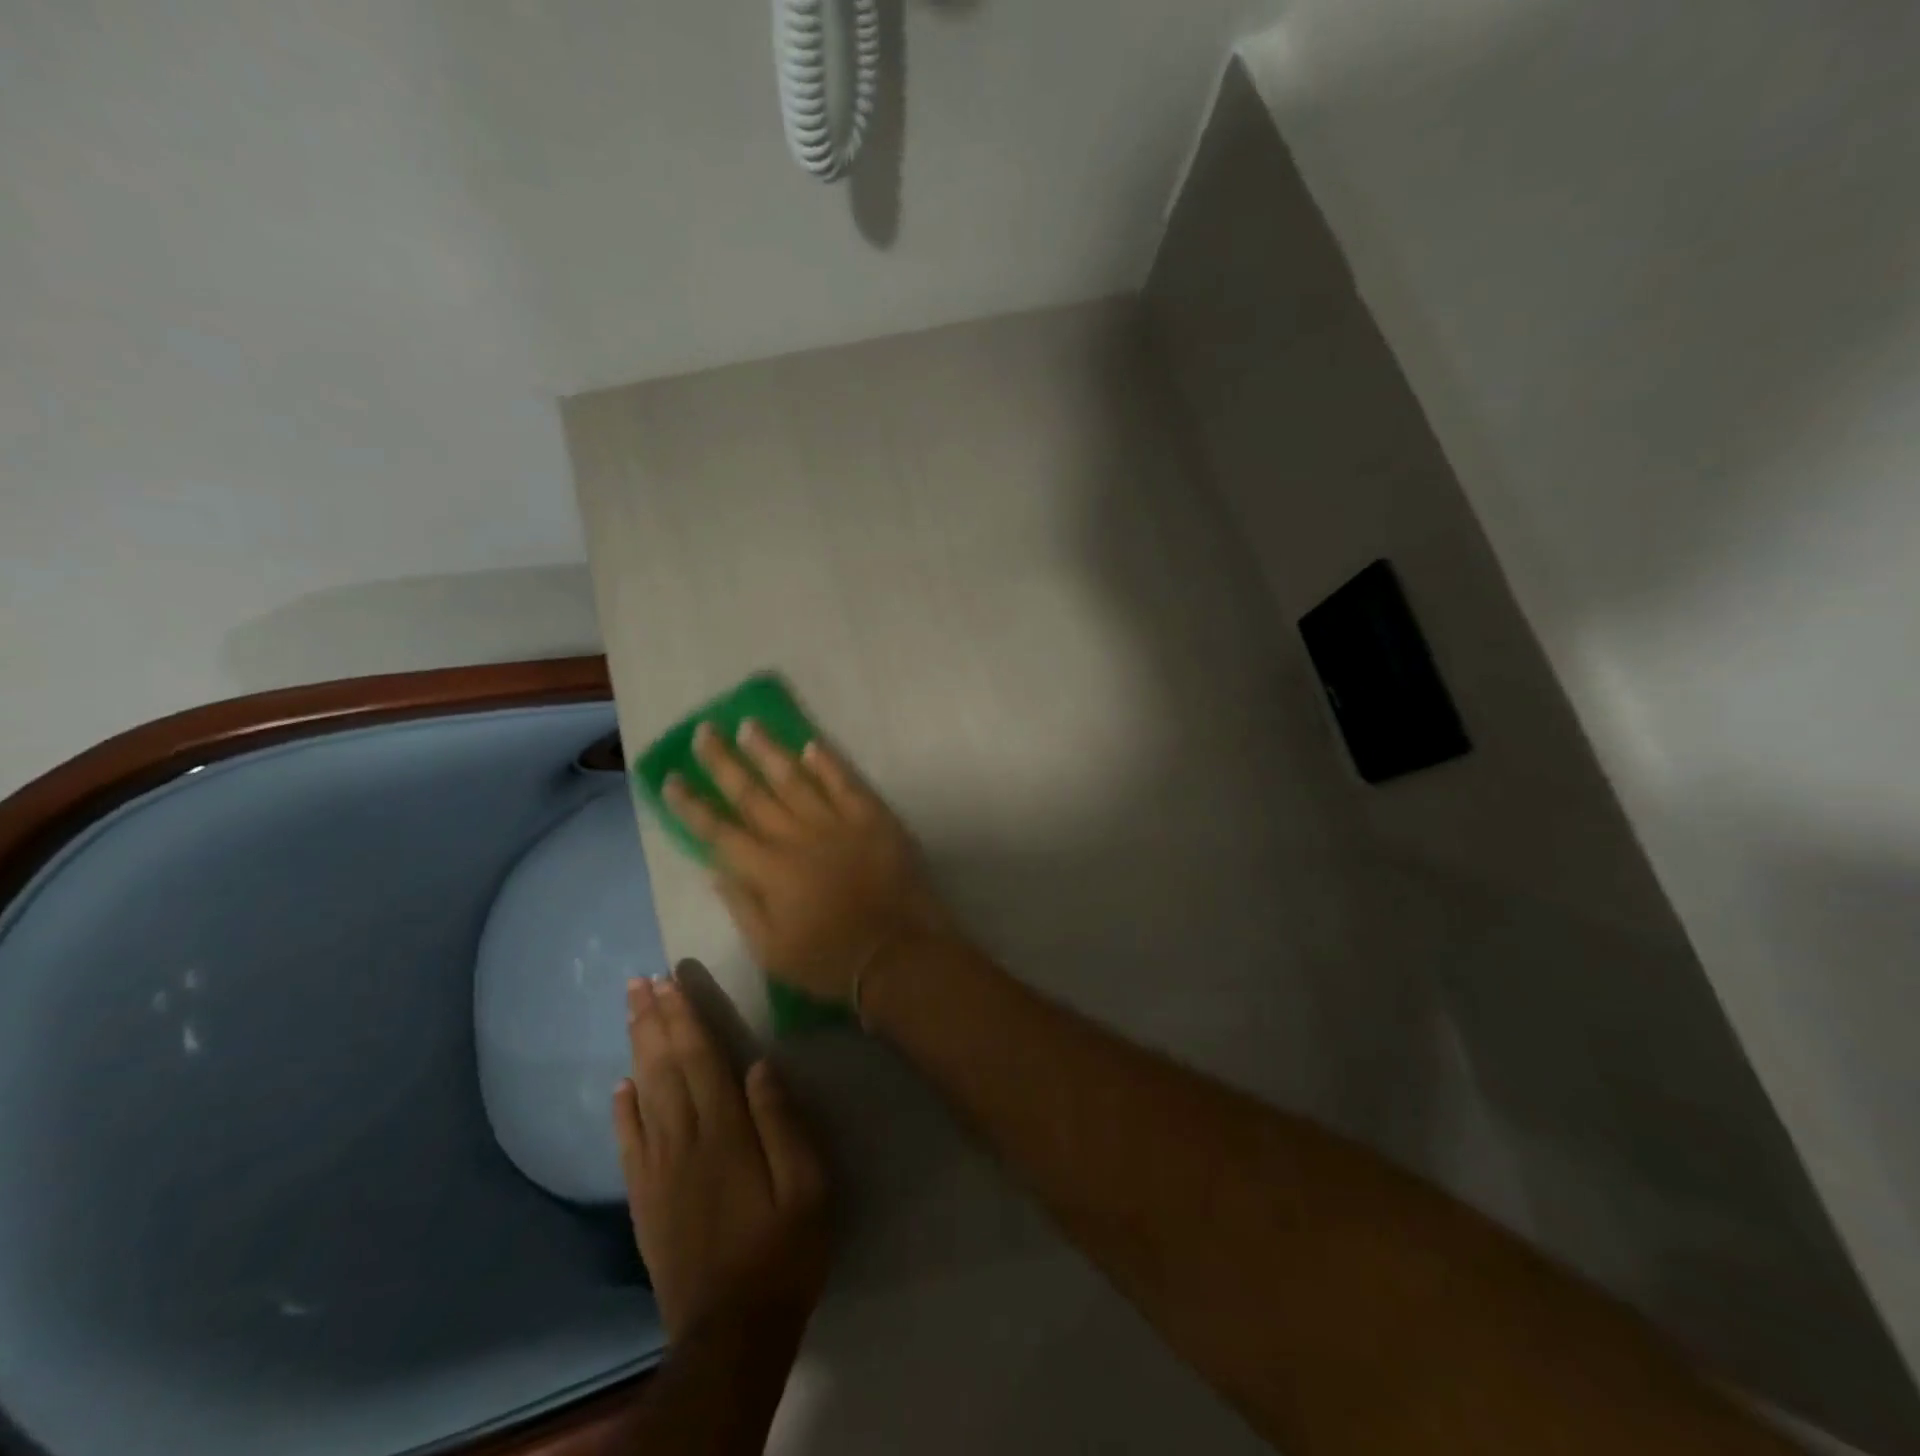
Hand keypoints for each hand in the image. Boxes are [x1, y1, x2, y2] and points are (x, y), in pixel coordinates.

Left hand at [613, 974, 830, 1341]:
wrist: (731, 1333)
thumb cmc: (783, 1251)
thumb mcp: (808, 1185)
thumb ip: (782, 1122)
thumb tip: (760, 1065)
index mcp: (725, 1131)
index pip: (700, 1058)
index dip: (685, 1016)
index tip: (672, 980)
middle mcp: (684, 1140)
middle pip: (664, 1067)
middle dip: (653, 1020)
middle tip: (639, 981)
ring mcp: (658, 1171)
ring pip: (643, 1095)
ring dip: (637, 1049)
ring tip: (632, 1012)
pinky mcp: (645, 1200)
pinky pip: (628, 1144)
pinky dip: (622, 1110)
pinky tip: (620, 1086)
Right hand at [664, 721, 952, 1003]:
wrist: (897, 954)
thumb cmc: (829, 960)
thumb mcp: (771, 950)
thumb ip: (741, 905)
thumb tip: (715, 868)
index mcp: (767, 870)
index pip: (718, 831)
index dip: (692, 805)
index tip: (670, 778)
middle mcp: (796, 837)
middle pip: (752, 794)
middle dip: (723, 762)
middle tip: (704, 732)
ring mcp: (836, 823)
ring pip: (795, 778)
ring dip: (769, 751)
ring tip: (748, 725)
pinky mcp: (872, 818)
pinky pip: (845, 782)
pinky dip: (828, 762)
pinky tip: (811, 744)